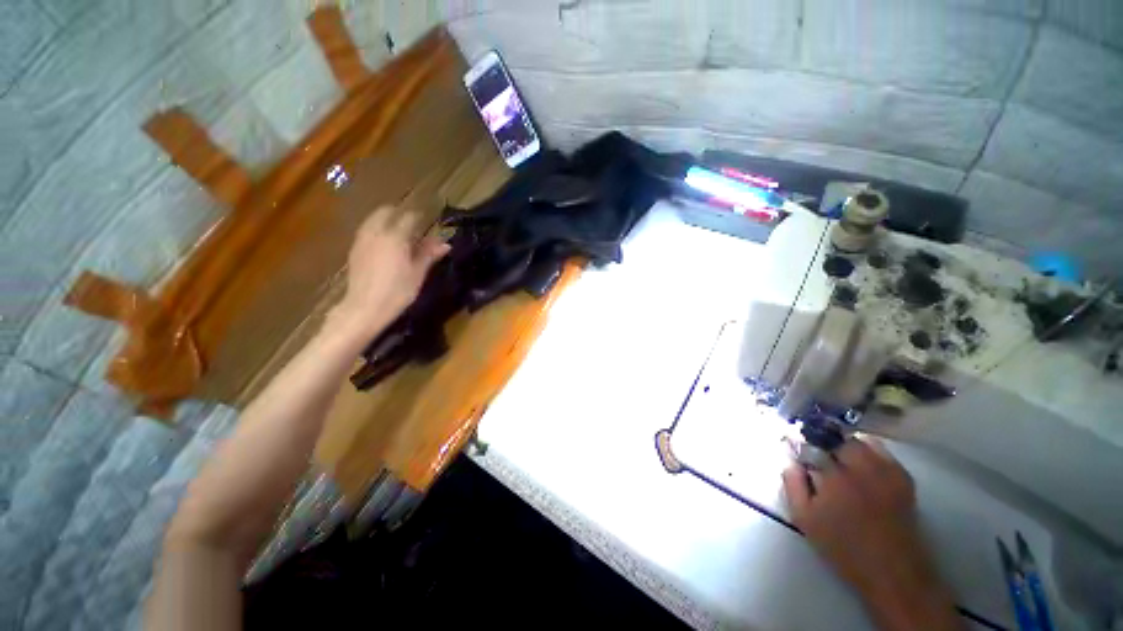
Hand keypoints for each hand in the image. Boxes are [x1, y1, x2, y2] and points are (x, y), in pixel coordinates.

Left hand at [329, 206, 449, 340]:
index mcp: (395, 237)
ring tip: (398, 234)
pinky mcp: (354, 250)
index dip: (419, 218)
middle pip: (385, 212)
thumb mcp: (418, 273)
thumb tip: (445, 244)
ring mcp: (362, 240)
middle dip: (399, 214)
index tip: (427, 221)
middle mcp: (376, 233)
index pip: (408, 218)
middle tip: (412, 225)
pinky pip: (367, 231)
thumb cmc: (398, 291)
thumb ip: (429, 254)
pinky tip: (384, 245)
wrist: (365, 307)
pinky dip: (377, 231)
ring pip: (373, 220)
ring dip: (386, 220)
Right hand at [782, 438, 961, 630]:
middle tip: (818, 455)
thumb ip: (792, 485)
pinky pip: (883, 452)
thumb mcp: (805, 519)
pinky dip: (870, 450)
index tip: (795, 448)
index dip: (802, 444)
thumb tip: (790, 461)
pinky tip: (863, 463)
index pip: (812, 445)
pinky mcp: (903, 479)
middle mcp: (861, 468)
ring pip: (862, 442)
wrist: (890, 570)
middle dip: (825, 443)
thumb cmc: (843, 546)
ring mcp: (885, 472)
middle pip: (838, 439)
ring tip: (839, 457)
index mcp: (834, 477)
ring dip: (847, 445)